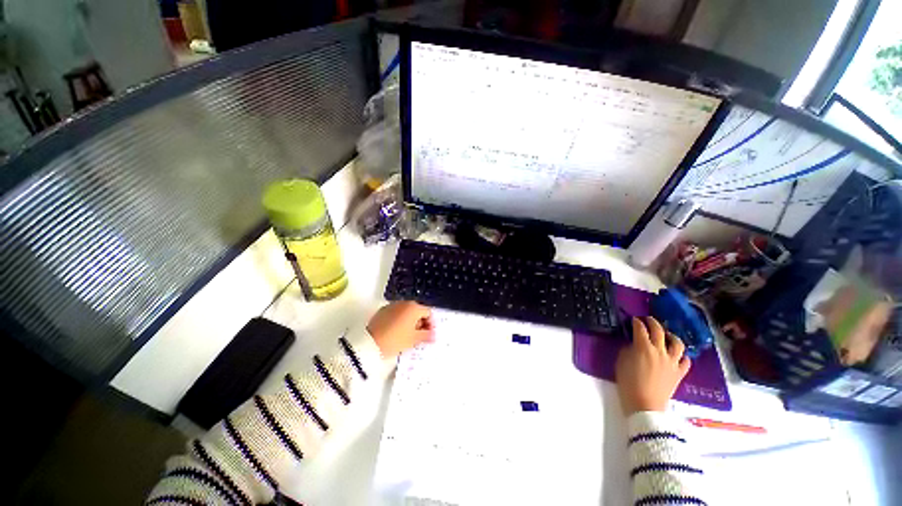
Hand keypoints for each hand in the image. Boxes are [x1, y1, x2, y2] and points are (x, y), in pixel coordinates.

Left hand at [367, 301, 434, 358]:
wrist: (369, 344)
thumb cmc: (395, 340)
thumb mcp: (414, 339)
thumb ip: (426, 335)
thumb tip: (434, 335)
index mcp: (414, 307)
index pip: (428, 313)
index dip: (431, 324)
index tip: (429, 335)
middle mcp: (404, 302)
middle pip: (417, 311)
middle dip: (420, 323)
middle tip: (420, 336)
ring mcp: (392, 305)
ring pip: (406, 312)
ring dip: (410, 321)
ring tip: (408, 336)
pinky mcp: (382, 311)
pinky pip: (396, 314)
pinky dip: (400, 321)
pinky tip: (397, 332)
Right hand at [615, 316, 690, 414]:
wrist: (644, 405)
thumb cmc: (628, 383)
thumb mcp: (621, 362)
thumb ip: (627, 350)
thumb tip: (633, 345)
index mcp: (643, 347)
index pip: (640, 329)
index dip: (636, 322)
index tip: (633, 320)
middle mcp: (659, 351)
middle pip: (659, 331)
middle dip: (652, 322)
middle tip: (647, 320)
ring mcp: (672, 362)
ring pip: (677, 343)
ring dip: (671, 336)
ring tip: (666, 335)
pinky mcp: (679, 373)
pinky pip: (685, 361)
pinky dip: (681, 355)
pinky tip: (676, 355)